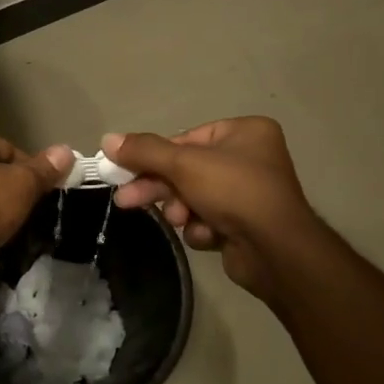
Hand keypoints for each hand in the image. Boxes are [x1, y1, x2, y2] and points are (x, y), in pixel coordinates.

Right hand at [105, 118, 326, 304]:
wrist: (276, 251)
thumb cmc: (234, 191)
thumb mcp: (183, 164)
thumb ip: (144, 151)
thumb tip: (106, 139)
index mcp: (244, 132)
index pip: (185, 139)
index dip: (153, 157)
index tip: (123, 171)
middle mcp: (249, 158)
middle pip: (186, 170)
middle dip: (159, 188)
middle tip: (126, 200)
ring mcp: (248, 193)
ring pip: (193, 198)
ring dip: (182, 211)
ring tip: (182, 220)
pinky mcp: (244, 224)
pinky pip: (208, 219)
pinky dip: (202, 228)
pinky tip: (209, 235)